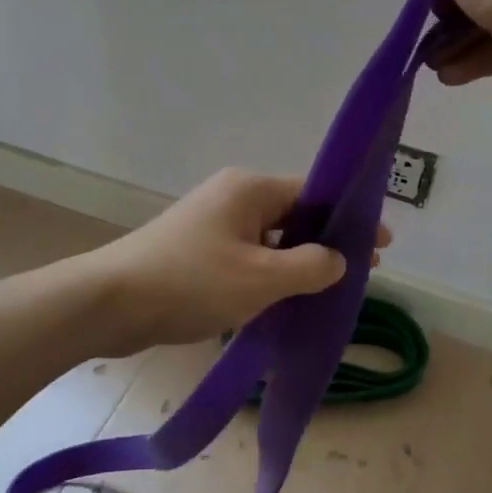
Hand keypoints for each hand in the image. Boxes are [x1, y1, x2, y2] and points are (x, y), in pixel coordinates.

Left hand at [90, 169, 388, 351]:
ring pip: (270, 238)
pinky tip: (282, 300)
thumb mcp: (261, 278)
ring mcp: (211, 222)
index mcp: (250, 189)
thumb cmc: (190, 283)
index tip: (382, 246)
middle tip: (360, 273)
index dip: (351, 220)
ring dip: (296, 262)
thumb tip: (338, 259)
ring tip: (325, 292)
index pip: (315, 194)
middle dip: (326, 243)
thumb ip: (310, 267)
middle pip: (294, 214)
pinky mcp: (195, 248)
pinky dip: (268, 273)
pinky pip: (246, 254)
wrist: (109, 303)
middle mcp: (232, 196)